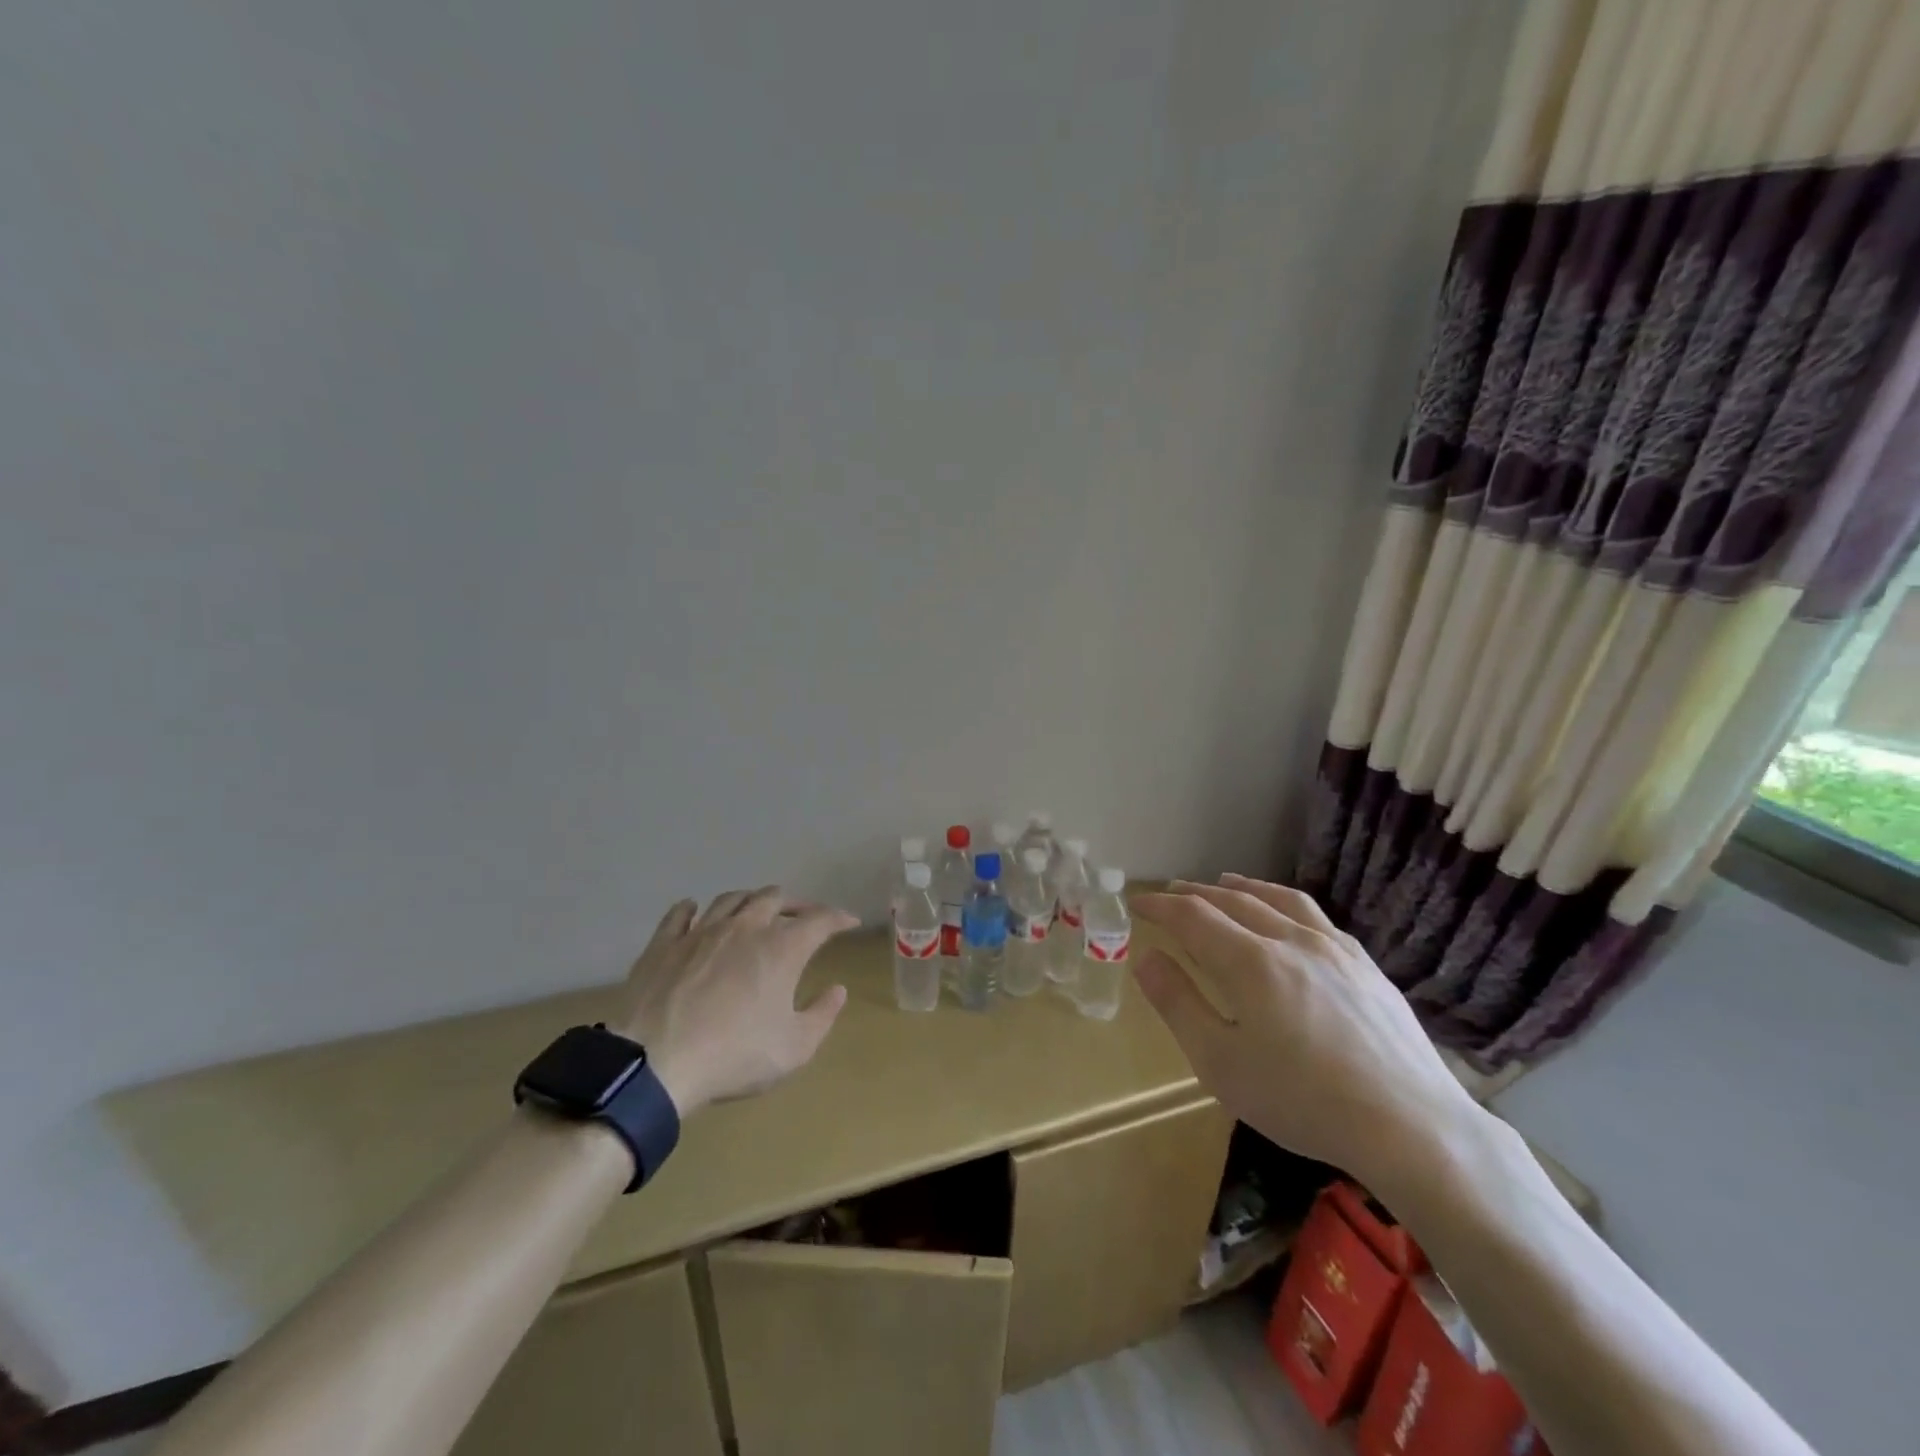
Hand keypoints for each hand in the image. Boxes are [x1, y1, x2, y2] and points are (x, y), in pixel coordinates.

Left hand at [610, 887, 857, 1118]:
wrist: (655, 1063)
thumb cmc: (733, 1056)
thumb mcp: (794, 1048)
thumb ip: (822, 1015)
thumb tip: (837, 990)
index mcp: (781, 948)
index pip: (820, 920)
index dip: (838, 918)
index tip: (849, 922)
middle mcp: (745, 927)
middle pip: (774, 898)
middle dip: (795, 904)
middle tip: (802, 917)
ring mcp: (701, 932)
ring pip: (731, 899)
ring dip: (750, 900)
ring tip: (756, 909)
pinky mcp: (664, 944)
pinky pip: (680, 914)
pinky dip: (692, 909)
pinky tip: (694, 910)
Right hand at [1131, 874, 1481, 1190]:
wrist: (1411, 1127)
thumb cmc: (1302, 1100)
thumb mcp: (1220, 1063)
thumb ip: (1178, 1004)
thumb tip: (1148, 958)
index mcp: (1250, 961)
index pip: (1192, 916)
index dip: (1160, 905)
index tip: (1137, 903)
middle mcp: (1290, 940)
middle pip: (1233, 900)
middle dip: (1195, 893)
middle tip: (1171, 893)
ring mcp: (1335, 949)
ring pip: (1279, 899)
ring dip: (1243, 887)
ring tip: (1224, 882)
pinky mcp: (1366, 966)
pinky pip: (1316, 917)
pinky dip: (1285, 904)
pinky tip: (1288, 919)